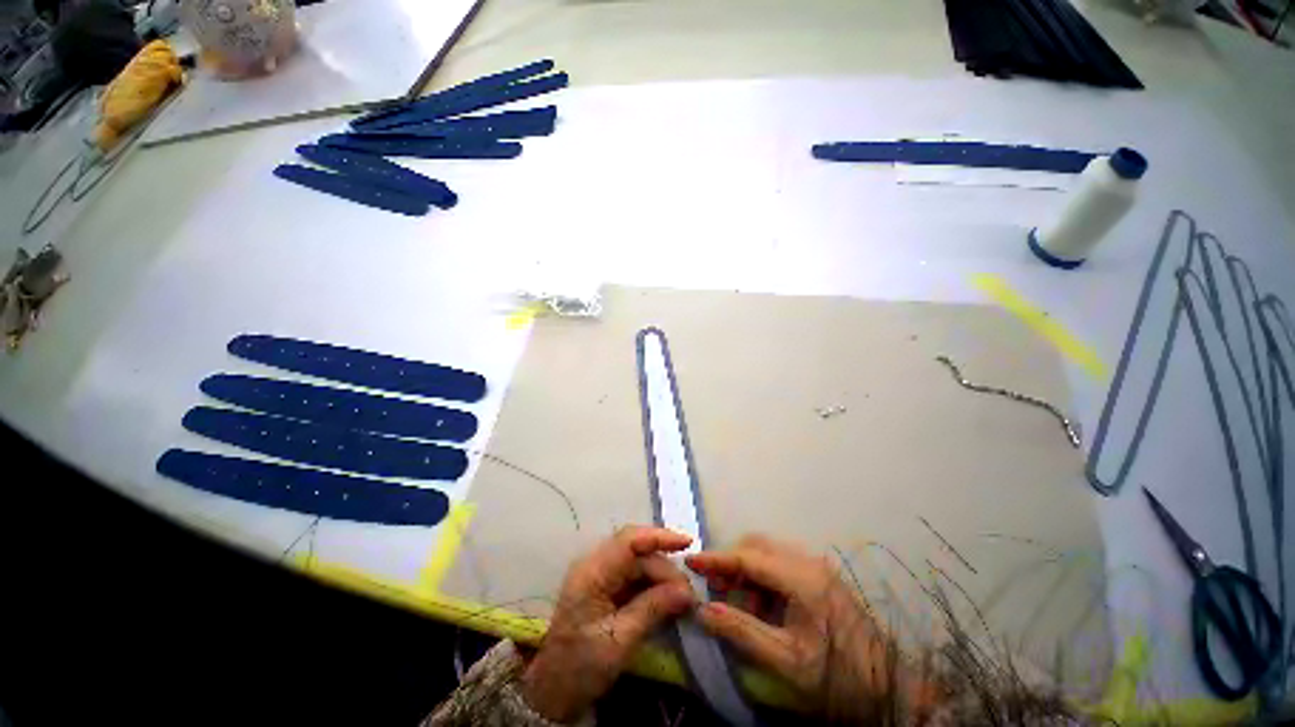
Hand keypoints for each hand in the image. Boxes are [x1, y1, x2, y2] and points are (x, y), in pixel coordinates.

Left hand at [521, 526, 696, 722]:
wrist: (555, 689)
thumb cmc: (582, 666)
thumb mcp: (619, 641)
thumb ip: (652, 609)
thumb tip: (686, 592)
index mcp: (592, 572)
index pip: (628, 541)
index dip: (659, 537)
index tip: (687, 543)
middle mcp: (595, 564)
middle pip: (636, 551)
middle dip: (664, 566)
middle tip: (688, 593)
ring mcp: (600, 573)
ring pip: (638, 561)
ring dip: (661, 575)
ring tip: (683, 597)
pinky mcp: (606, 585)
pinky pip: (634, 574)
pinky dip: (653, 583)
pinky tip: (668, 597)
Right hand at [687, 535, 915, 720]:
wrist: (889, 687)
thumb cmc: (837, 677)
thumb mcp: (786, 661)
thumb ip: (742, 631)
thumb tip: (703, 610)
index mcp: (802, 579)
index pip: (748, 557)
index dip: (717, 559)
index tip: (691, 561)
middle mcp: (809, 561)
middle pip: (757, 546)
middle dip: (732, 562)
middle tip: (714, 588)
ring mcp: (817, 566)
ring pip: (768, 552)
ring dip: (747, 570)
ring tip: (737, 600)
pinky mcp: (820, 575)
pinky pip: (781, 563)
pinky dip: (763, 577)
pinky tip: (762, 604)